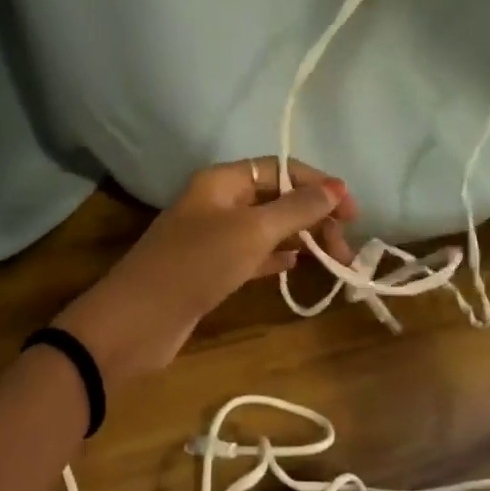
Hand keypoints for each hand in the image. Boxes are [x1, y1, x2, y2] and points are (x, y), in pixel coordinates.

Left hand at [52, 159, 357, 384]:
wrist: (138, 321)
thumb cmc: (197, 264)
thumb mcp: (251, 231)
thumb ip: (296, 208)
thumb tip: (335, 188)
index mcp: (221, 181)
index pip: (279, 169)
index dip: (317, 184)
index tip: (351, 211)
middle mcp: (217, 202)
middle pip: (275, 198)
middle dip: (313, 216)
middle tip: (345, 247)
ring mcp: (212, 237)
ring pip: (266, 229)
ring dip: (300, 238)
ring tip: (334, 259)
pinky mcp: (211, 269)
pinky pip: (253, 255)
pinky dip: (277, 258)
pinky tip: (299, 267)